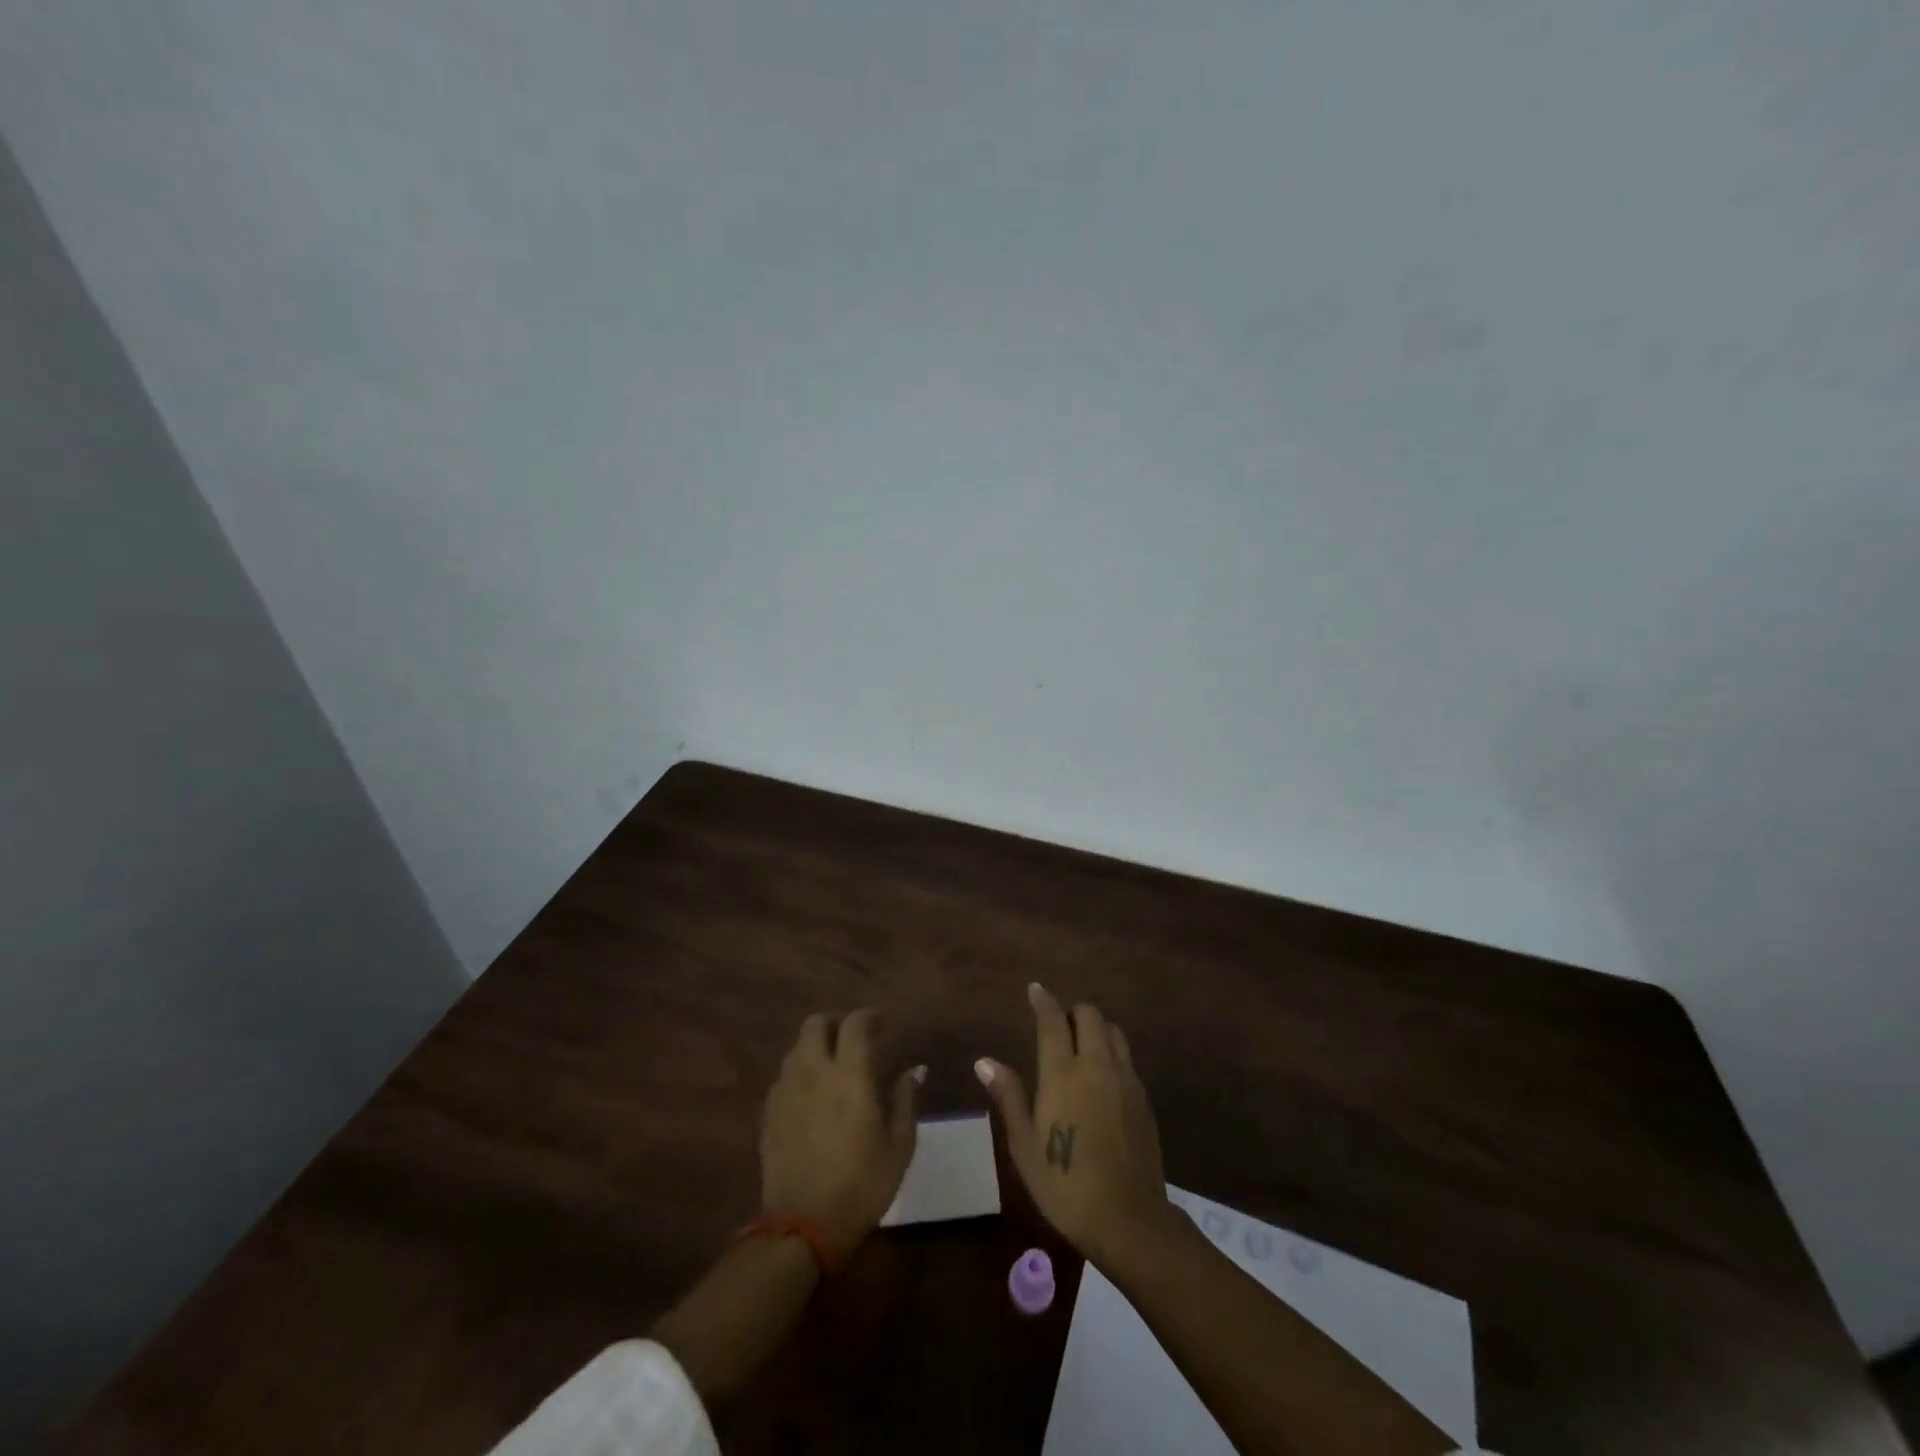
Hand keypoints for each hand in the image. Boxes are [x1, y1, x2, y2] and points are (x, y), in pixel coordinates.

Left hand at [761, 1008, 922, 1261]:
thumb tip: (914, 1070)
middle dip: (835, 1024)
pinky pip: (784, 1077)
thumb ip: (906, 1099)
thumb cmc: (862, 1185)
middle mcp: (814, 1071)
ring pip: (796, 1048)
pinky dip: (799, 1075)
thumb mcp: (899, 1145)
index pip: (855, 1023)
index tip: (881, 1025)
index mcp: (850, 1074)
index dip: (869, 1017)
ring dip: (815, 1048)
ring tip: (832, 1069)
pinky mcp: (769, 1113)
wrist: (804, 1227)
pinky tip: (811, 1098)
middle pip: (816, 1023)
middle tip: (852, 1042)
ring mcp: (786, 1091)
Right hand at [975, 983, 1171, 1267]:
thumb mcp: (1025, 1144)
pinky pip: (1126, 1058)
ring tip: (1080, 1045)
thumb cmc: (1065, 1184)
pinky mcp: (1143, 1098)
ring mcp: (1125, 1080)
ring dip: (1096, 1028)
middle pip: (1090, 1015)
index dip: (1043, 1000)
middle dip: (1072, 1012)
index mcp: (1063, 1073)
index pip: (1053, 1020)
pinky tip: (1101, 1077)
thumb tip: (984, 1061)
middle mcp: (1097, 1065)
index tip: (1035, 989)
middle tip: (1057, 1025)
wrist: (1128, 1219)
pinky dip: (1111, 1052)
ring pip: (1113, 1032)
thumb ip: (1008, 1096)